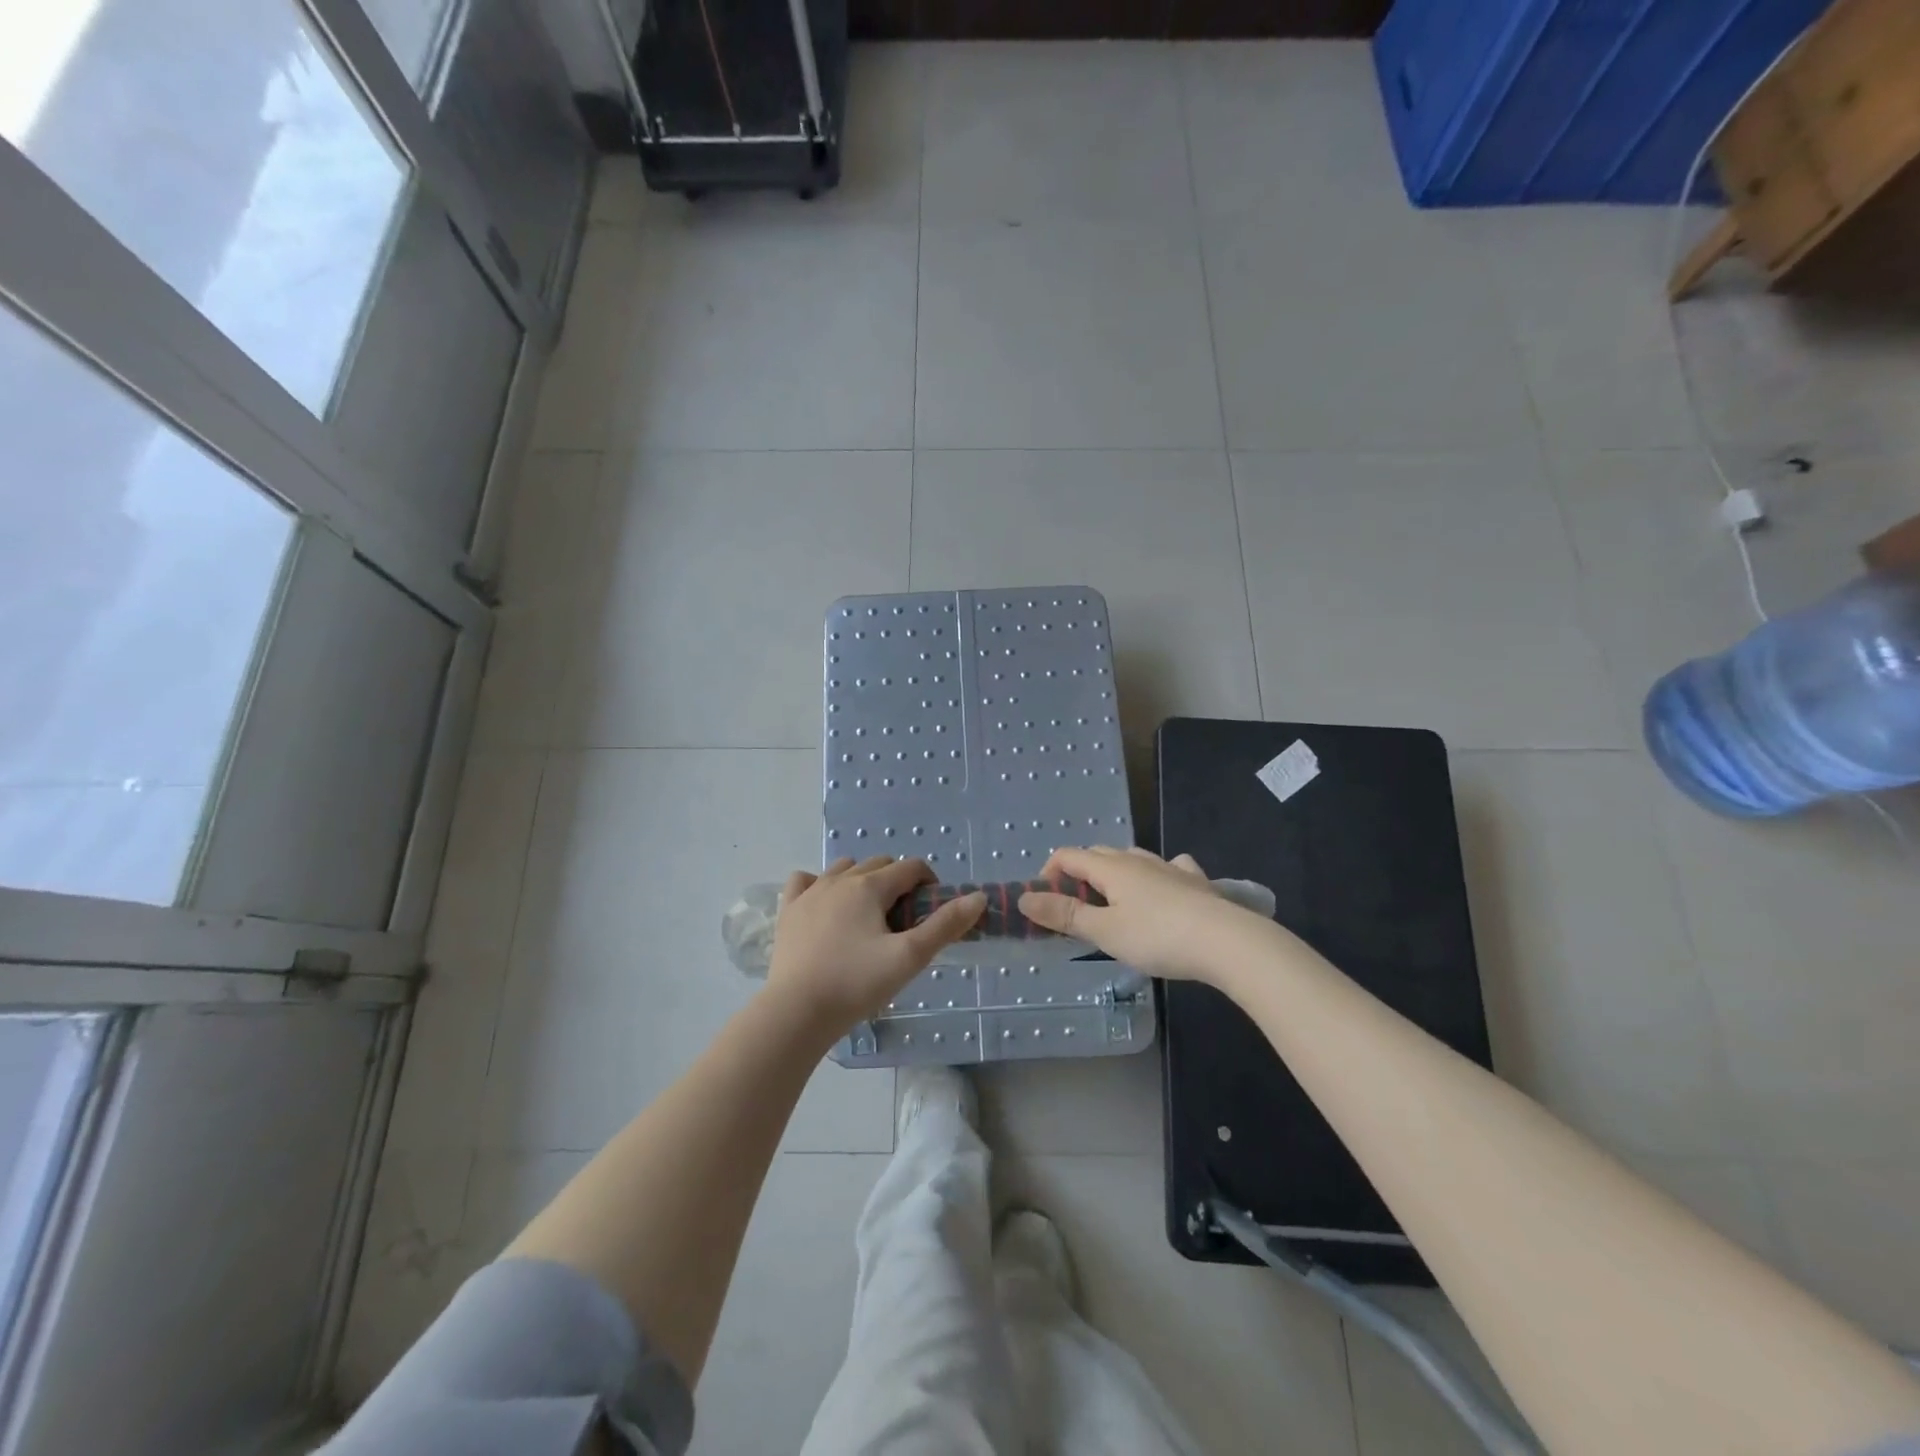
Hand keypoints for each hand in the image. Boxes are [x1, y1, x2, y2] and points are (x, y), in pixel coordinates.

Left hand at [767, 856, 984, 1032]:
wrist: (795, 1013)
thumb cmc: (856, 984)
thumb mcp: (909, 957)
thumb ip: (945, 926)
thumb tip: (978, 897)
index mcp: (870, 886)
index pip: (911, 867)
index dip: (929, 884)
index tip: (932, 914)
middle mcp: (839, 879)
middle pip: (879, 864)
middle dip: (898, 883)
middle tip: (903, 922)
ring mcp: (809, 892)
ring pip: (843, 869)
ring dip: (862, 881)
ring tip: (868, 917)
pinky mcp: (788, 910)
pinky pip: (804, 881)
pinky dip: (819, 885)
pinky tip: (825, 907)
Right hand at [1019, 847, 1252, 982]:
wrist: (1227, 942)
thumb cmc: (1157, 937)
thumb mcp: (1104, 931)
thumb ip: (1064, 915)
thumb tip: (1024, 898)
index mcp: (1110, 867)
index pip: (1068, 855)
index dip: (1048, 874)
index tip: (1045, 905)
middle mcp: (1137, 859)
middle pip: (1097, 854)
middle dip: (1079, 875)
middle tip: (1076, 910)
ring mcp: (1169, 867)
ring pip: (1132, 859)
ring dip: (1114, 874)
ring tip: (1114, 904)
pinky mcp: (1195, 881)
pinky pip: (1169, 867)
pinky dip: (1156, 875)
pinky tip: (1164, 889)